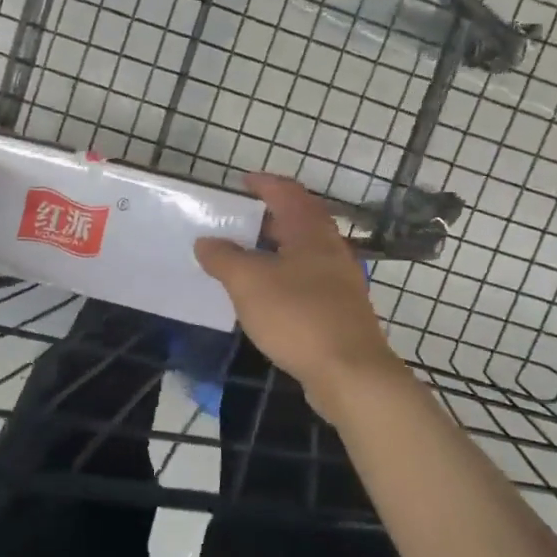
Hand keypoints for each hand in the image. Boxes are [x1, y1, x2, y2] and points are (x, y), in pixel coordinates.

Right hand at [194, 173, 409, 419]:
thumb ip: (224, 258)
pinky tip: (266, 297)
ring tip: (244, 260)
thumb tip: (206, 241)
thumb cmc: (298, 316)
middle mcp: (330, 249)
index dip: (264, 184)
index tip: (242, 183)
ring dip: (275, 251)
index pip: (288, 193)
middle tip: (236, 224)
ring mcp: (339, 281)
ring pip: (303, 253)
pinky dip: (284, 278)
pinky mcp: (340, 310)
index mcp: (311, 232)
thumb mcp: (248, 283)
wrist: (350, 373)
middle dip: (267, 219)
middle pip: (299, 221)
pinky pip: (307, 281)